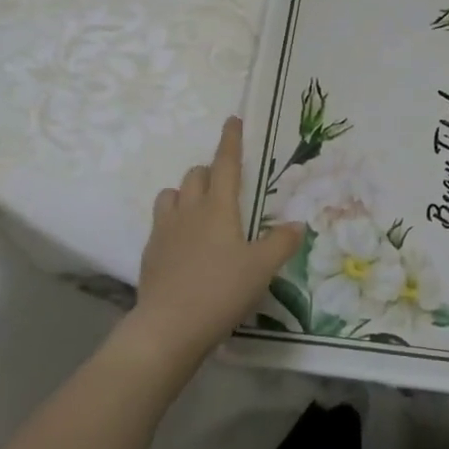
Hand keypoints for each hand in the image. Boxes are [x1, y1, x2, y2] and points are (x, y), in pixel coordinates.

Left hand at [126, 117, 303, 372]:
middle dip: (209, 171)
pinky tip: (184, 244)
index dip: (230, 141)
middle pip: (195, 175)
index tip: (232, 120)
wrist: (169, 328)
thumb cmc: (221, 290)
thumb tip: (297, 224)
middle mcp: (188, 211)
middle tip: (225, 184)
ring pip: (171, 195)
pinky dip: (173, 222)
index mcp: (218, 207)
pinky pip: (161, 224)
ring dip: (186, 193)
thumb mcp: (262, 268)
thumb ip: (281, 243)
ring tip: (200, 210)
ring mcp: (164, 231)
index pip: (225, 164)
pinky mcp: (150, 254)